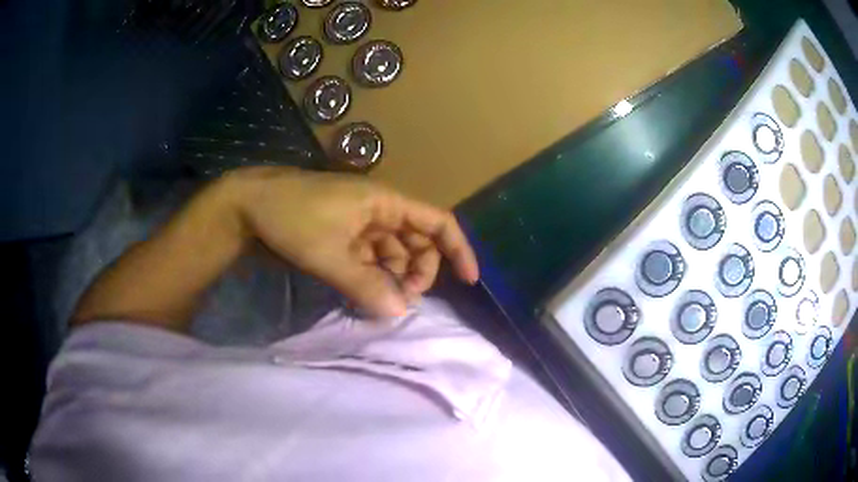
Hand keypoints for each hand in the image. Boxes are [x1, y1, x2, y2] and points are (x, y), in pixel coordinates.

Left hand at [226, 167, 479, 317]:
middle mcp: (378, 212)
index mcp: (385, 202)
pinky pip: (369, 261)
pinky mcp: (341, 239)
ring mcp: (359, 226)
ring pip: (392, 255)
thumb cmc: (291, 218)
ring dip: (393, 279)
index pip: (437, 222)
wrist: (247, 207)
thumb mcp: (329, 253)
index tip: (469, 281)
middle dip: (418, 273)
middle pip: (416, 243)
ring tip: (381, 304)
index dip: (458, 249)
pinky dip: (372, 279)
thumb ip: (366, 285)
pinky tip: (364, 296)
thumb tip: (400, 315)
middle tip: (403, 302)